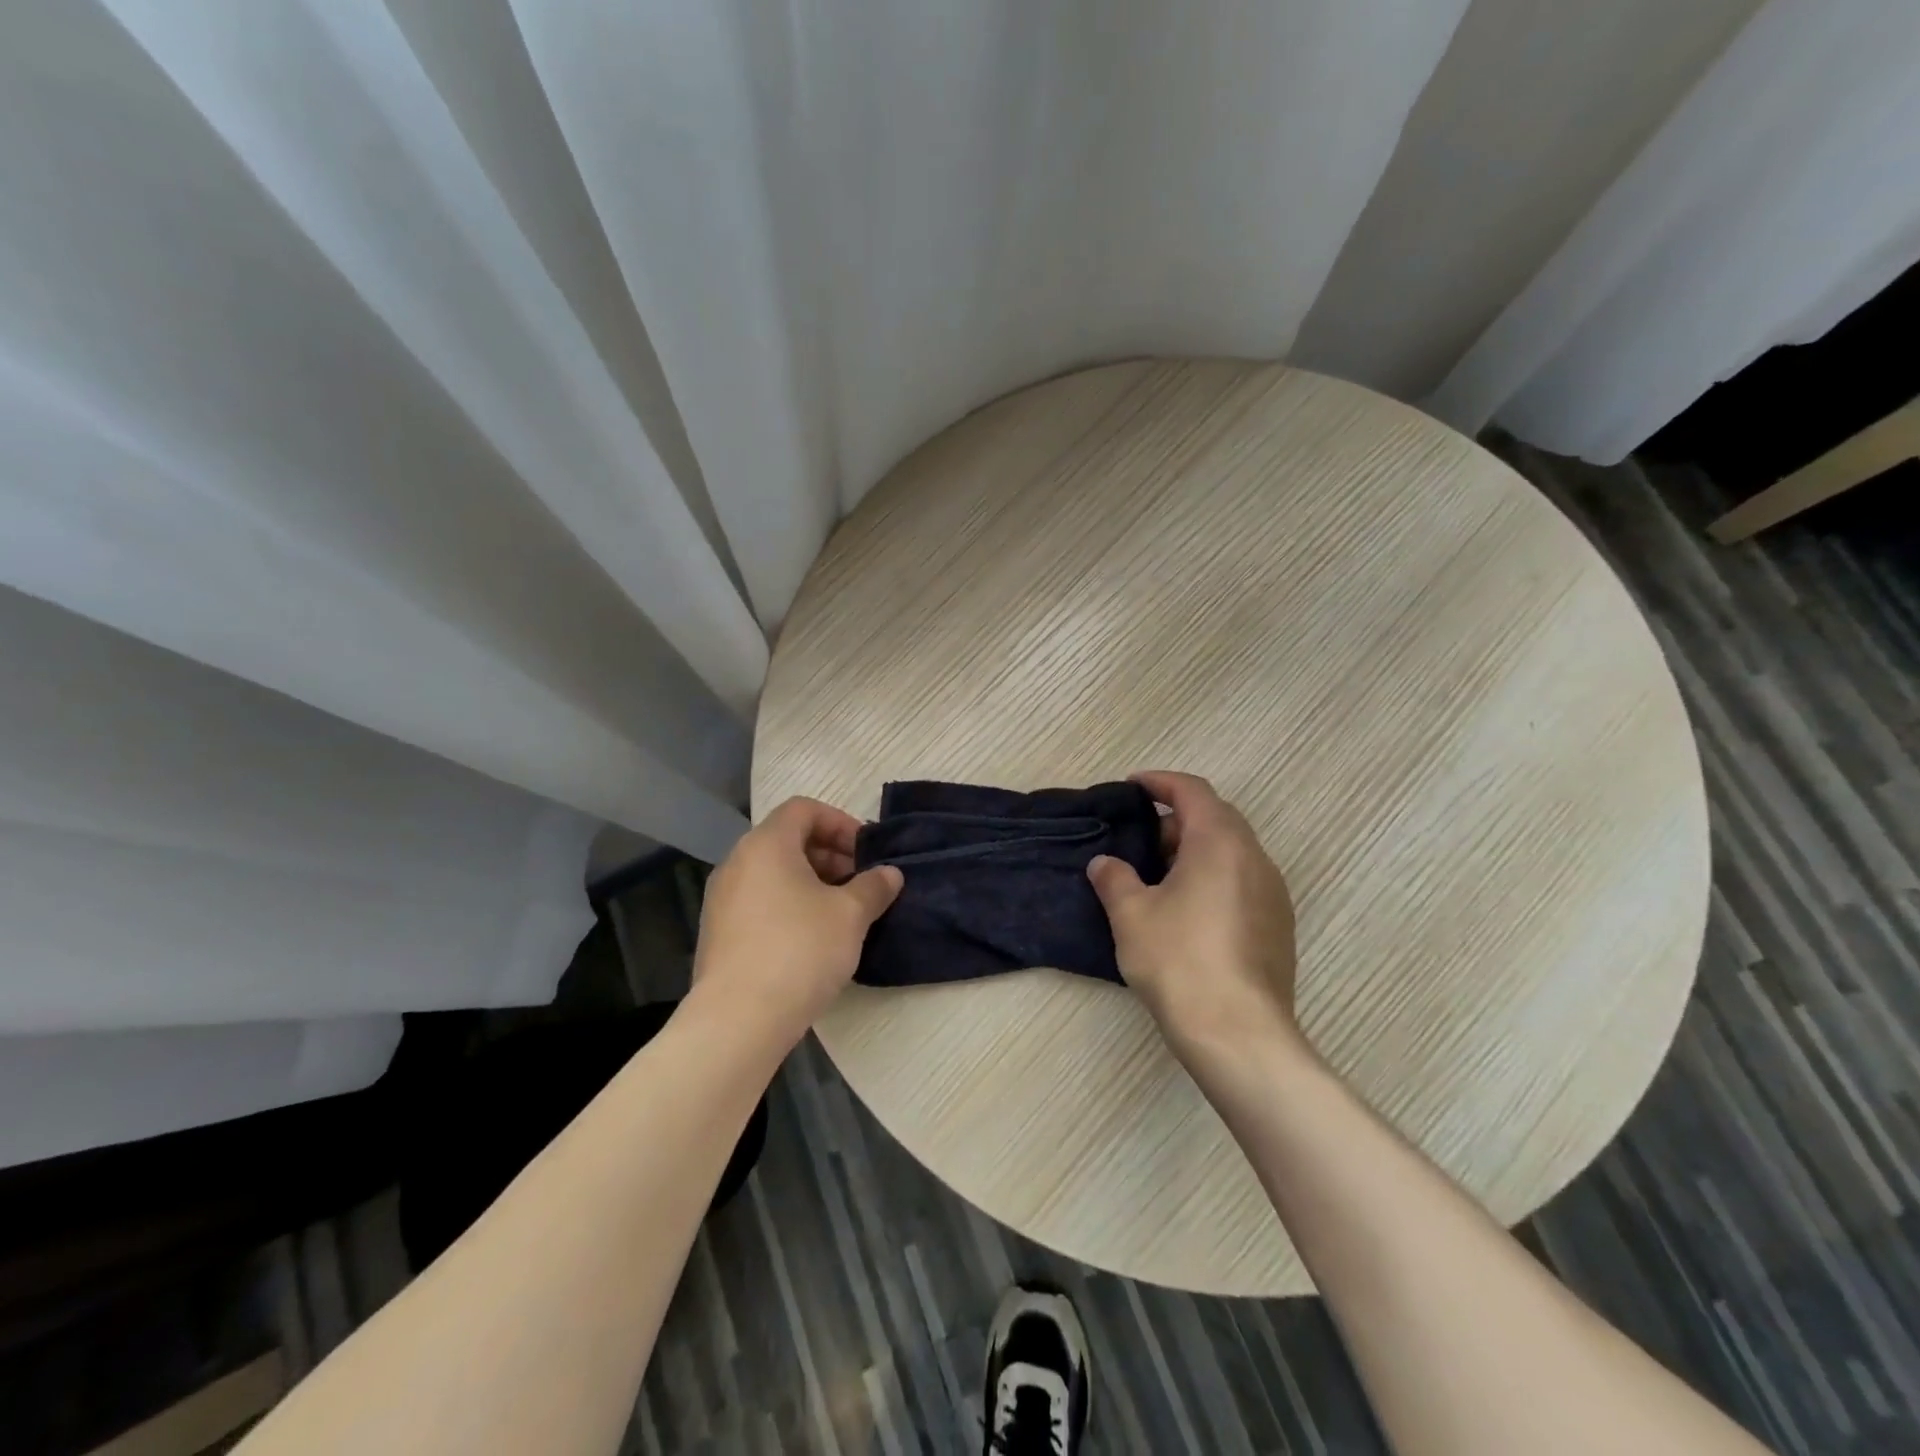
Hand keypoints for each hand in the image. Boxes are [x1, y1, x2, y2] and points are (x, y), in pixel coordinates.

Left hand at [693, 797, 902, 1037]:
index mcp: (766, 845)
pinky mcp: (718, 932)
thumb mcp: (851, 915)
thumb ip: (873, 887)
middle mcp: (737, 862)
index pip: (804, 809)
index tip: (866, 853)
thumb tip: (889, 874)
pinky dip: (788, 905)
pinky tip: (812, 939)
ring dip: (811, 882)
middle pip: (787, 839)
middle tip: (860, 883)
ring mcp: (722, 899)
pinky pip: (759, 901)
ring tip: (841, 913)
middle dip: (829, 854)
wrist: (738, 1020)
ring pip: (773, 873)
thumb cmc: (800, 951)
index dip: (840, 822)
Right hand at [1087, 771, 1303, 1060]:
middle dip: (1176, 821)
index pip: (1192, 791)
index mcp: (1220, 842)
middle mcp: (1255, 858)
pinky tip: (1187, 912)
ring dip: (1195, 851)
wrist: (1239, 1034)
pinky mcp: (1279, 925)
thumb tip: (1105, 864)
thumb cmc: (1180, 961)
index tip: (1132, 787)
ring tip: (1158, 879)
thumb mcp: (1131, 915)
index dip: (1160, 782)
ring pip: (1231, 851)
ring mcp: (1273, 893)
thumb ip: (1114, 879)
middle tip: (1140, 842)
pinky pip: (1242, 881)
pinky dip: (1213, 878)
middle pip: (1216, 818)